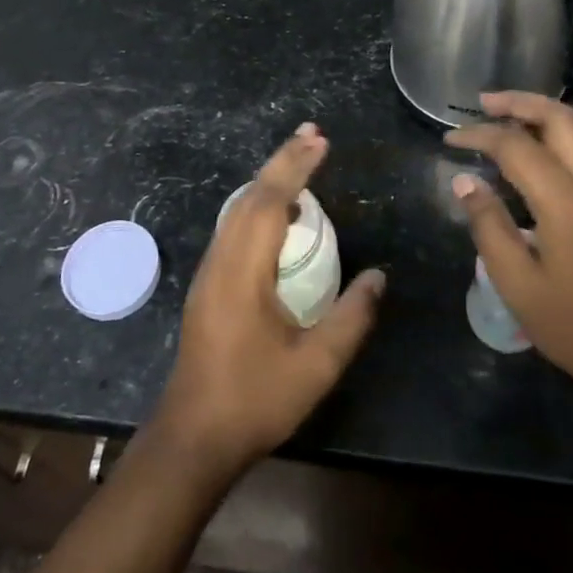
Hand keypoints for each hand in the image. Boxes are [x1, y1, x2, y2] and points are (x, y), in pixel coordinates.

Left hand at [152, 122, 384, 475]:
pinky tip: (283, 219)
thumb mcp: (316, 365)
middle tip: (313, 136)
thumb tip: (379, 276)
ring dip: (269, 183)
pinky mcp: (208, 286)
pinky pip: (234, 229)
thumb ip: (352, 317)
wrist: (193, 437)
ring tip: (302, 165)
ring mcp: (209, 272)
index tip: (319, 140)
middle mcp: (221, 261)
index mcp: (243, 271)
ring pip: (238, 211)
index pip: (270, 202)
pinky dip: (259, 208)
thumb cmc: (255, 399)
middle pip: (250, 196)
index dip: (295, 167)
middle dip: (282, 162)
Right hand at [445, 92, 572, 402]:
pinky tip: (566, 143)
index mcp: (565, 202)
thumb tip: (464, 182)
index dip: (479, 135)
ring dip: (556, 110)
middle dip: (520, 103)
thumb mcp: (517, 283)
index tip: (450, 139)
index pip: (516, 147)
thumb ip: (489, 226)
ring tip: (525, 113)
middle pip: (560, 119)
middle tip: (485, 103)